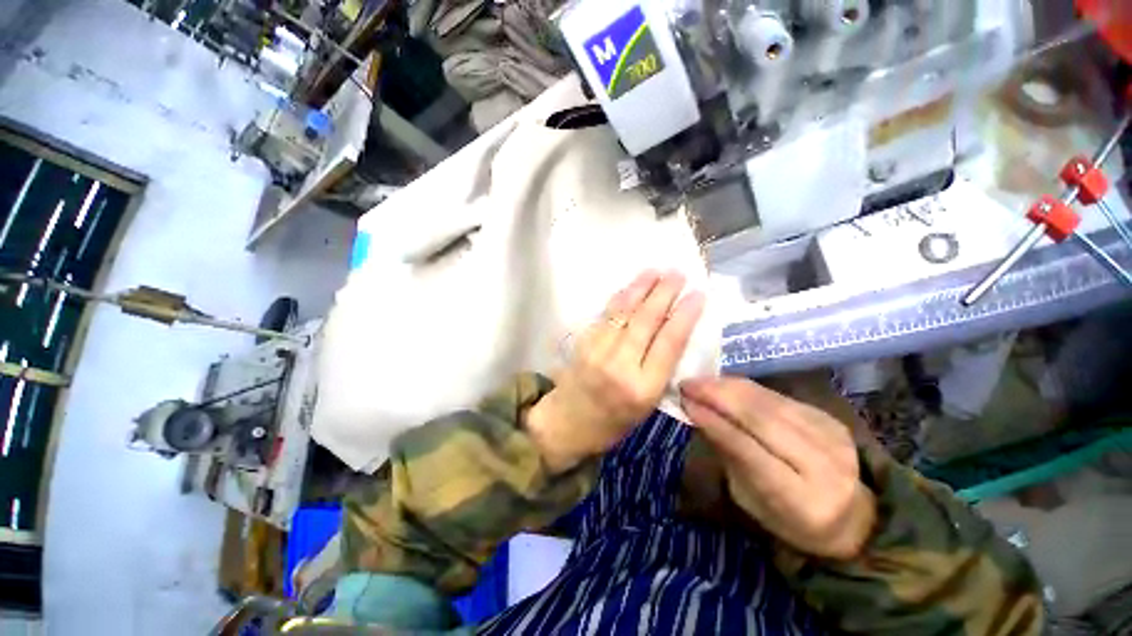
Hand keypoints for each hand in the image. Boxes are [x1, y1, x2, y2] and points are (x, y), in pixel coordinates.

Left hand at [526, 270, 704, 471]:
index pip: (669, 344)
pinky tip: (630, 287)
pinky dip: (620, 298)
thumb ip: (660, 370)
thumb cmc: (613, 422)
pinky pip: (605, 315)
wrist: (566, 423)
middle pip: (646, 321)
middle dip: (664, 293)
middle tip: (678, 274)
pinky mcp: (583, 342)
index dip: (685, 316)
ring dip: (640, 288)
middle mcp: (621, 366)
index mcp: (643, 389)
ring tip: (656, 271)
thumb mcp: (647, 406)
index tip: (698, 295)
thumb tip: (675, 332)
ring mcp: (598, 351)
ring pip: (623, 312)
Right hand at [679, 377, 875, 559]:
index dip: (716, 424)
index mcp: (803, 501)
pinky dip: (746, 387)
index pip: (751, 452)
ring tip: (701, 380)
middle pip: (763, 419)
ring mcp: (832, 436)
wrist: (852, 516)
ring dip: (729, 387)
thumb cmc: (789, 519)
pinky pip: (779, 396)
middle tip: (688, 384)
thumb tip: (699, 414)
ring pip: (770, 402)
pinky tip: (724, 383)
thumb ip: (728, 456)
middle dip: (719, 396)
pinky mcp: (829, 417)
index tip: (686, 402)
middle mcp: (824, 465)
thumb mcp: (750, 500)